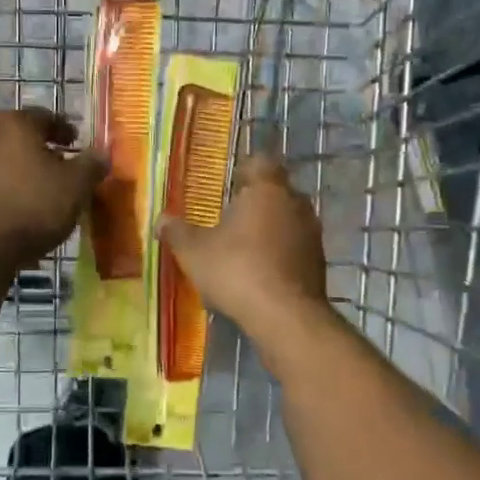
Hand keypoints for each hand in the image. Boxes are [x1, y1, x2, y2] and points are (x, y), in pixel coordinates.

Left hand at [0, 108, 106, 273]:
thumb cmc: (34, 205)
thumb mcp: (77, 185)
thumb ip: (92, 164)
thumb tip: (102, 153)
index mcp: (15, 125)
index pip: (45, 117)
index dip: (64, 129)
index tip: (76, 142)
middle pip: (21, 139)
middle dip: (43, 152)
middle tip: (63, 168)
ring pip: (5, 162)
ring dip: (24, 173)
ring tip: (44, 193)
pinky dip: (8, 192)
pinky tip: (22, 211)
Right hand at [158, 154, 327, 335]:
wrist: (286, 317)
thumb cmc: (237, 270)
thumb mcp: (194, 252)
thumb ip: (177, 232)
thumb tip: (160, 220)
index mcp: (267, 190)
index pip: (261, 162)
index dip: (246, 169)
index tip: (231, 181)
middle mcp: (295, 204)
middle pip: (277, 191)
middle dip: (256, 201)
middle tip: (232, 215)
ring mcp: (312, 234)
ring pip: (288, 220)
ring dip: (270, 229)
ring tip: (244, 246)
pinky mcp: (319, 263)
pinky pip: (295, 247)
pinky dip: (280, 253)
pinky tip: (261, 272)